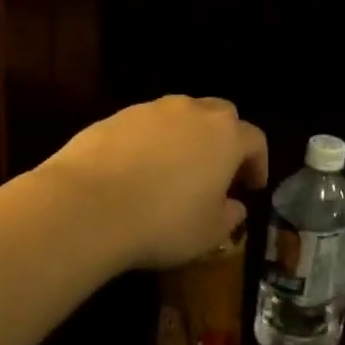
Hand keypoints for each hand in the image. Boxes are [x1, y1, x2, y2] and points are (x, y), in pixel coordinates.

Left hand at [39, 96, 267, 271]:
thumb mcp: (209, 233)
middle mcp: (192, 112)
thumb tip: (234, 207)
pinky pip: (143, 127)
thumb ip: (230, 217)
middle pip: (220, 114)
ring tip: (175, 171)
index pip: (254, 139)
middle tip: (218, 171)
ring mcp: (149, 111)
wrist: (86, 208)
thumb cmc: (163, 222)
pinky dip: (149, 143)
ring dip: (185, 138)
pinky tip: (136, 173)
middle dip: (224, 139)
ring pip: (179, 117)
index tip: (252, 187)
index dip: (258, 163)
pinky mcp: (113, 118)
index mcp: (225, 136)